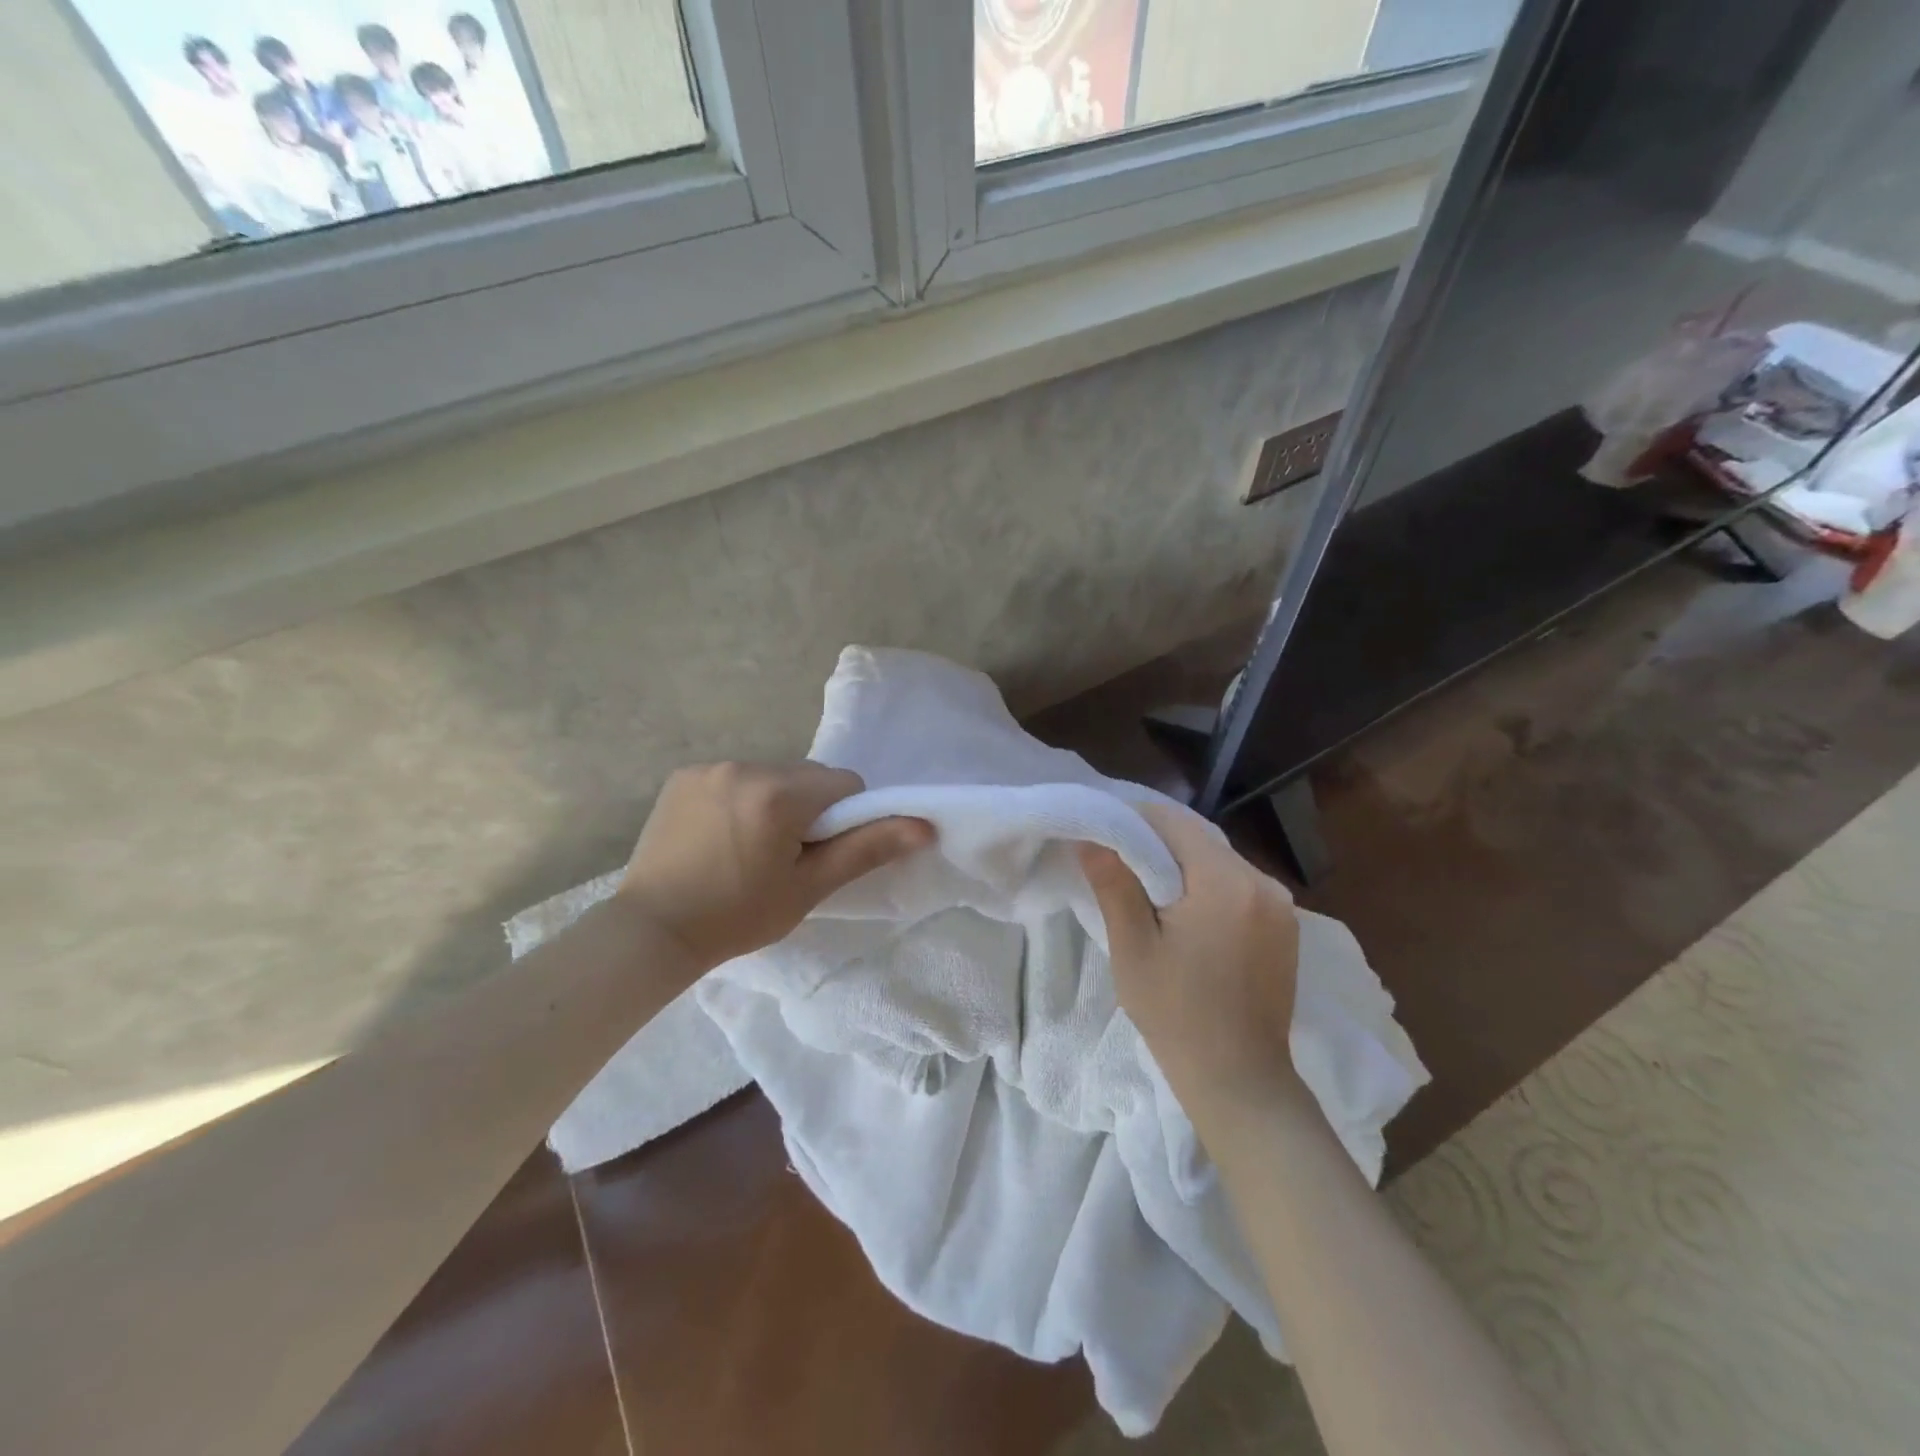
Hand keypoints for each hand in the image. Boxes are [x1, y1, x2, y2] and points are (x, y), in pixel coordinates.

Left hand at [617, 761, 932, 969]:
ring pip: (772, 775)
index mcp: (780, 794)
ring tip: (749, 847)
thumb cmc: (738, 916)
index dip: (845, 819)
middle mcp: (745, 767)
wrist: (652, 931)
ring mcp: (710, 768)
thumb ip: (867, 849)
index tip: (819, 854)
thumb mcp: (809, 887)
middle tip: (786, 855)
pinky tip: (719, 835)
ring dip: (775, 801)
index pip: (844, 784)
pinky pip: (735, 777)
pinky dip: (741, 798)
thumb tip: (924, 825)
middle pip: (807, 776)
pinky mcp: (683, 775)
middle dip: (810, 808)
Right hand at [1079, 802, 1304, 1125]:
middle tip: (1119, 864)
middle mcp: (1263, 882)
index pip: (1174, 822)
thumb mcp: (1133, 948)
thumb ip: (1114, 884)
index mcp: (1226, 882)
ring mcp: (1282, 905)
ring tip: (1149, 890)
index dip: (1135, 821)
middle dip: (1158, 844)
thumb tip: (1090, 838)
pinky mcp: (1286, 927)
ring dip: (1185, 866)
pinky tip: (1187, 914)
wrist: (1240, 1081)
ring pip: (1220, 862)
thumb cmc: (1177, 1015)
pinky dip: (1210, 888)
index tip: (1104, 836)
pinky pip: (1240, 887)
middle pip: (1200, 839)